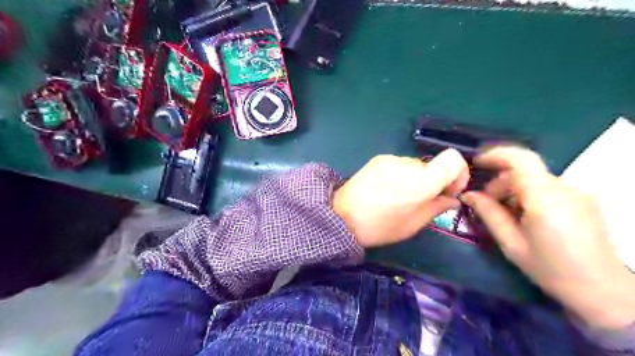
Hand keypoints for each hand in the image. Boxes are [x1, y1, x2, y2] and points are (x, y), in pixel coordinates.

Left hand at [334, 149, 467, 247]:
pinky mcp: (378, 159)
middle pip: (432, 166)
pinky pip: (399, 165)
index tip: (449, 191)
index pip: (453, 159)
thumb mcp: (413, 224)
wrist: (341, 216)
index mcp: (421, 182)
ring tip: (399, 197)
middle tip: (420, 201)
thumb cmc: (380, 226)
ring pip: (415, 166)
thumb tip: (452, 198)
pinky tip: (387, 189)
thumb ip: (437, 207)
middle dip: (433, 182)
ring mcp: (391, 159)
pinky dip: (401, 175)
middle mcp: (407, 164)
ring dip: (415, 179)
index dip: (459, 173)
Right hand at [462, 146, 633, 328]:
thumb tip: (468, 195)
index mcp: (545, 199)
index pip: (520, 159)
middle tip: (484, 204)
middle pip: (524, 171)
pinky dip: (528, 195)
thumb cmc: (551, 269)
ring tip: (504, 214)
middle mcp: (565, 188)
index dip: (495, 155)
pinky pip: (547, 187)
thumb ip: (488, 213)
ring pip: (534, 179)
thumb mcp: (511, 244)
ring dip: (513, 189)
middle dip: (499, 182)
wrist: (602, 291)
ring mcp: (577, 193)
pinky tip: (524, 216)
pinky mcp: (582, 199)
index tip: (475, 163)